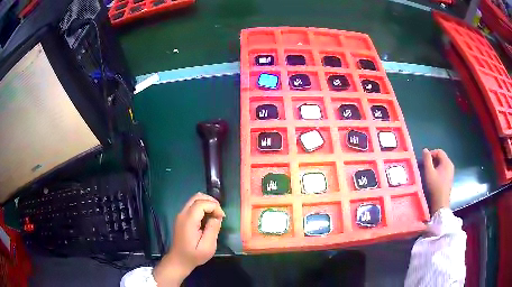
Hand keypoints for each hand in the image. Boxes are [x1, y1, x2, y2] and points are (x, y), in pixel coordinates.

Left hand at [153, 193, 224, 285]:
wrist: (179, 260)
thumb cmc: (194, 255)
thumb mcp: (207, 246)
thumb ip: (213, 229)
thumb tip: (217, 217)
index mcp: (188, 220)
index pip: (201, 203)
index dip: (214, 206)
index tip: (222, 217)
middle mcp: (183, 214)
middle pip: (197, 197)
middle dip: (211, 202)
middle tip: (220, 214)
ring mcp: (181, 215)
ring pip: (195, 199)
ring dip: (207, 204)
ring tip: (215, 215)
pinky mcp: (182, 218)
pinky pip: (193, 206)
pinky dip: (203, 207)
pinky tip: (208, 218)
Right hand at [423, 148, 453, 213]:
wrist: (441, 203)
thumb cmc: (435, 186)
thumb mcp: (429, 172)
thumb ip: (427, 160)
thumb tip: (425, 150)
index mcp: (447, 162)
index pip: (439, 151)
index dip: (431, 153)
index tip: (424, 160)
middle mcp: (450, 165)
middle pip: (441, 157)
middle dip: (433, 159)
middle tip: (426, 166)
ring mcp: (451, 172)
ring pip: (442, 164)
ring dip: (435, 165)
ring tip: (429, 172)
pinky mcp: (450, 178)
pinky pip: (444, 169)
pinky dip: (438, 170)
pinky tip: (434, 177)